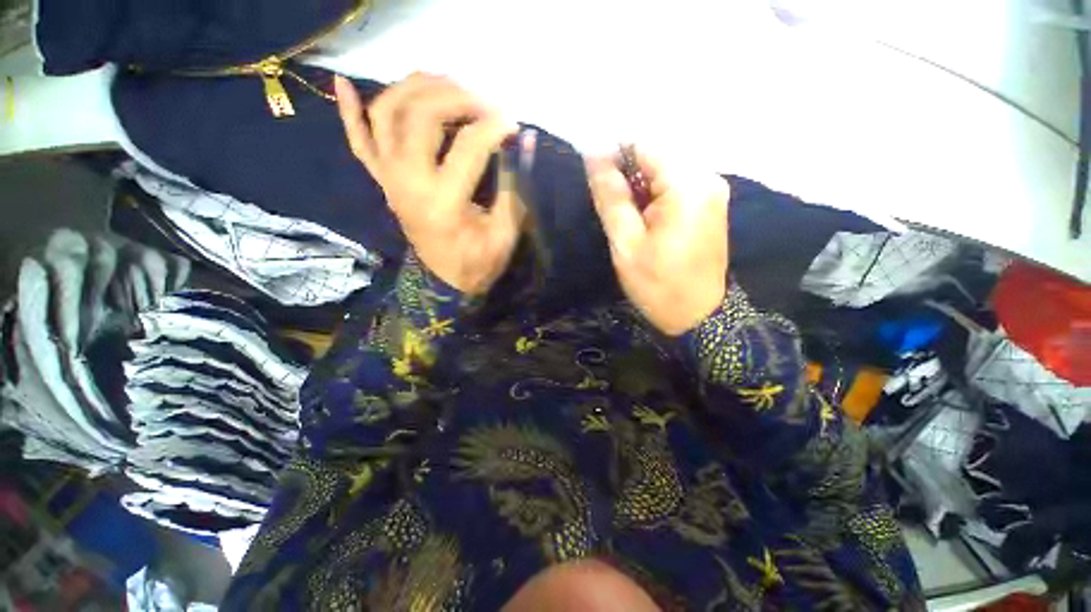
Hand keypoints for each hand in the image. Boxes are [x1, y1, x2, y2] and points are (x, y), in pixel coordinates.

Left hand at [335, 74, 524, 294]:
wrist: (446, 281)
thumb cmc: (479, 262)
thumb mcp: (505, 234)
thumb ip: (514, 187)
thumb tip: (526, 142)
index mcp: (444, 203)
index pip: (469, 146)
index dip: (495, 127)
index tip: (514, 125)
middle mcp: (409, 184)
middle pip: (421, 117)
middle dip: (456, 96)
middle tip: (483, 100)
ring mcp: (390, 180)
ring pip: (387, 114)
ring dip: (414, 88)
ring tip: (445, 82)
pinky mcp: (383, 182)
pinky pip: (358, 143)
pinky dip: (348, 112)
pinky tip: (343, 84)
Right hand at [587, 150, 729, 335]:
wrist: (698, 316)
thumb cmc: (658, 284)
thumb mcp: (626, 243)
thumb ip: (611, 196)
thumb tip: (593, 155)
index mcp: (687, 184)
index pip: (643, 145)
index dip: (613, 156)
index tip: (596, 183)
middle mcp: (707, 177)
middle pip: (656, 157)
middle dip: (627, 177)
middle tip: (612, 210)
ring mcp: (712, 190)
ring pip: (664, 172)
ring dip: (639, 189)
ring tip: (627, 220)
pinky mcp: (710, 204)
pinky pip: (675, 187)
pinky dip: (654, 198)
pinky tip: (645, 222)